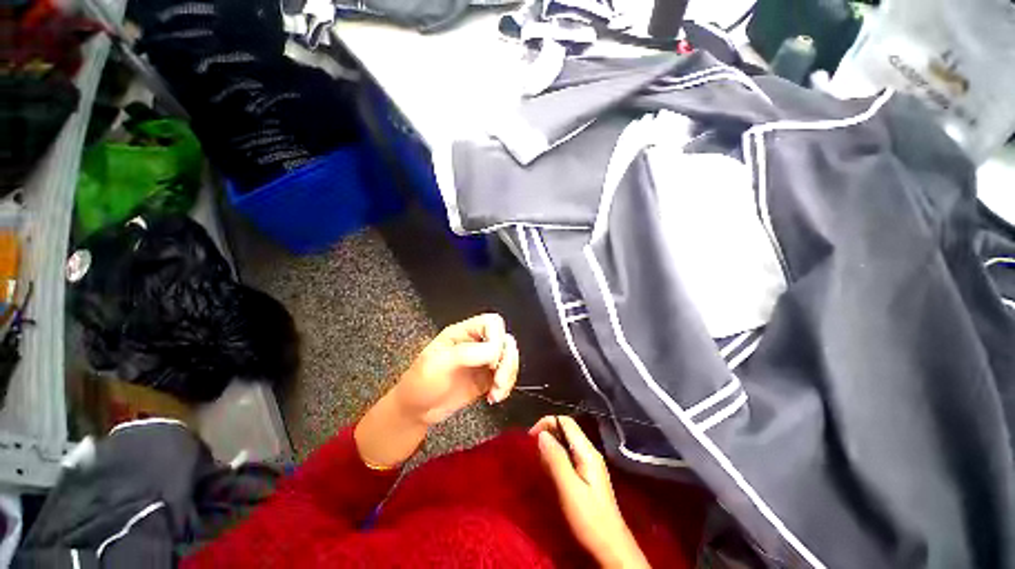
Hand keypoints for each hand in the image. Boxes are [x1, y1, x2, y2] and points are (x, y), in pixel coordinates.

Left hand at [356, 314, 518, 468]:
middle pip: (505, 340)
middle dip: (507, 361)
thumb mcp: (439, 363)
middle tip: (498, 380)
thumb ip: (467, 353)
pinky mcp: (486, 379)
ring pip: (509, 359)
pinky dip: (506, 387)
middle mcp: (476, 344)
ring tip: (496, 392)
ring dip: (508, 376)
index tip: (491, 359)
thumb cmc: (420, 383)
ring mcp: (482, 362)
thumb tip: (496, 351)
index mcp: (463, 333)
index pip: (491, 323)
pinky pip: (506, 377)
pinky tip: (494, 397)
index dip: (497, 337)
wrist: (415, 411)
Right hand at [531, 416, 649, 568]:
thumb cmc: (590, 519)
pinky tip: (549, 472)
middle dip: (547, 433)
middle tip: (532, 451)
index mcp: (587, 452)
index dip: (547, 423)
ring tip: (538, 461)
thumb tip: (542, 434)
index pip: (566, 422)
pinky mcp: (587, 475)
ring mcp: (590, 464)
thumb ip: (556, 459)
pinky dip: (555, 457)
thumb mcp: (569, 489)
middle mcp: (590, 452)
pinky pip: (568, 456)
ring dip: (550, 446)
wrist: (611, 548)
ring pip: (566, 443)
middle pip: (566, 430)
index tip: (530, 438)